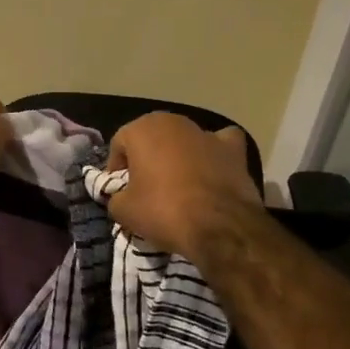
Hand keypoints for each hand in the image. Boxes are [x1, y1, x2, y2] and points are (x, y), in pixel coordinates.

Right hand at [105, 112, 263, 257]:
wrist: (219, 226)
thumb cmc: (163, 211)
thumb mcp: (124, 211)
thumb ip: (115, 198)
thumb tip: (120, 198)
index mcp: (142, 129)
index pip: (120, 144)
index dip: (116, 168)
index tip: (119, 191)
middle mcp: (174, 122)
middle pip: (152, 138)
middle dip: (147, 157)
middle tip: (146, 187)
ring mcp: (206, 132)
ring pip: (185, 139)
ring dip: (179, 155)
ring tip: (179, 184)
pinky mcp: (234, 149)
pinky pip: (219, 145)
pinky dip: (214, 154)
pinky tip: (213, 170)